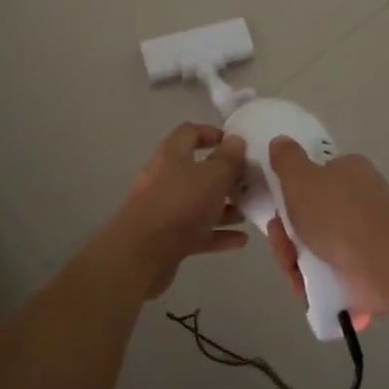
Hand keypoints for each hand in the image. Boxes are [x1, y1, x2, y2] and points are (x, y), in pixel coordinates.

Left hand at [108, 123, 249, 296]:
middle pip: (197, 170)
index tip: (236, 145)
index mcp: (172, 155)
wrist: (139, 256)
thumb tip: (236, 141)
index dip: (213, 133)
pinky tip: (240, 240)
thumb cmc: (179, 206)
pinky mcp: (166, 238)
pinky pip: (196, 231)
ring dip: (224, 207)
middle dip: (225, 177)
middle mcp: (165, 178)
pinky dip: (217, 233)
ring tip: (248, 212)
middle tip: (249, 183)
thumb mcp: (213, 177)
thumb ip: (229, 159)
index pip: (190, 132)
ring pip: (198, 203)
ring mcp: (164, 209)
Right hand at [265, 137, 388, 322]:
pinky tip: (302, 286)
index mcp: (350, 171)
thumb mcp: (301, 177)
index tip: (277, 210)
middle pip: (311, 214)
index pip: (316, 176)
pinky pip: (328, 270)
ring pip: (316, 245)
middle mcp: (360, 199)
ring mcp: (365, 236)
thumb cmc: (338, 213)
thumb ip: (286, 159)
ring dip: (295, 257)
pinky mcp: (365, 267)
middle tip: (280, 242)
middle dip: (288, 232)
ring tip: (292, 270)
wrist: (380, 264)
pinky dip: (312, 279)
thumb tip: (280, 141)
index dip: (292, 193)